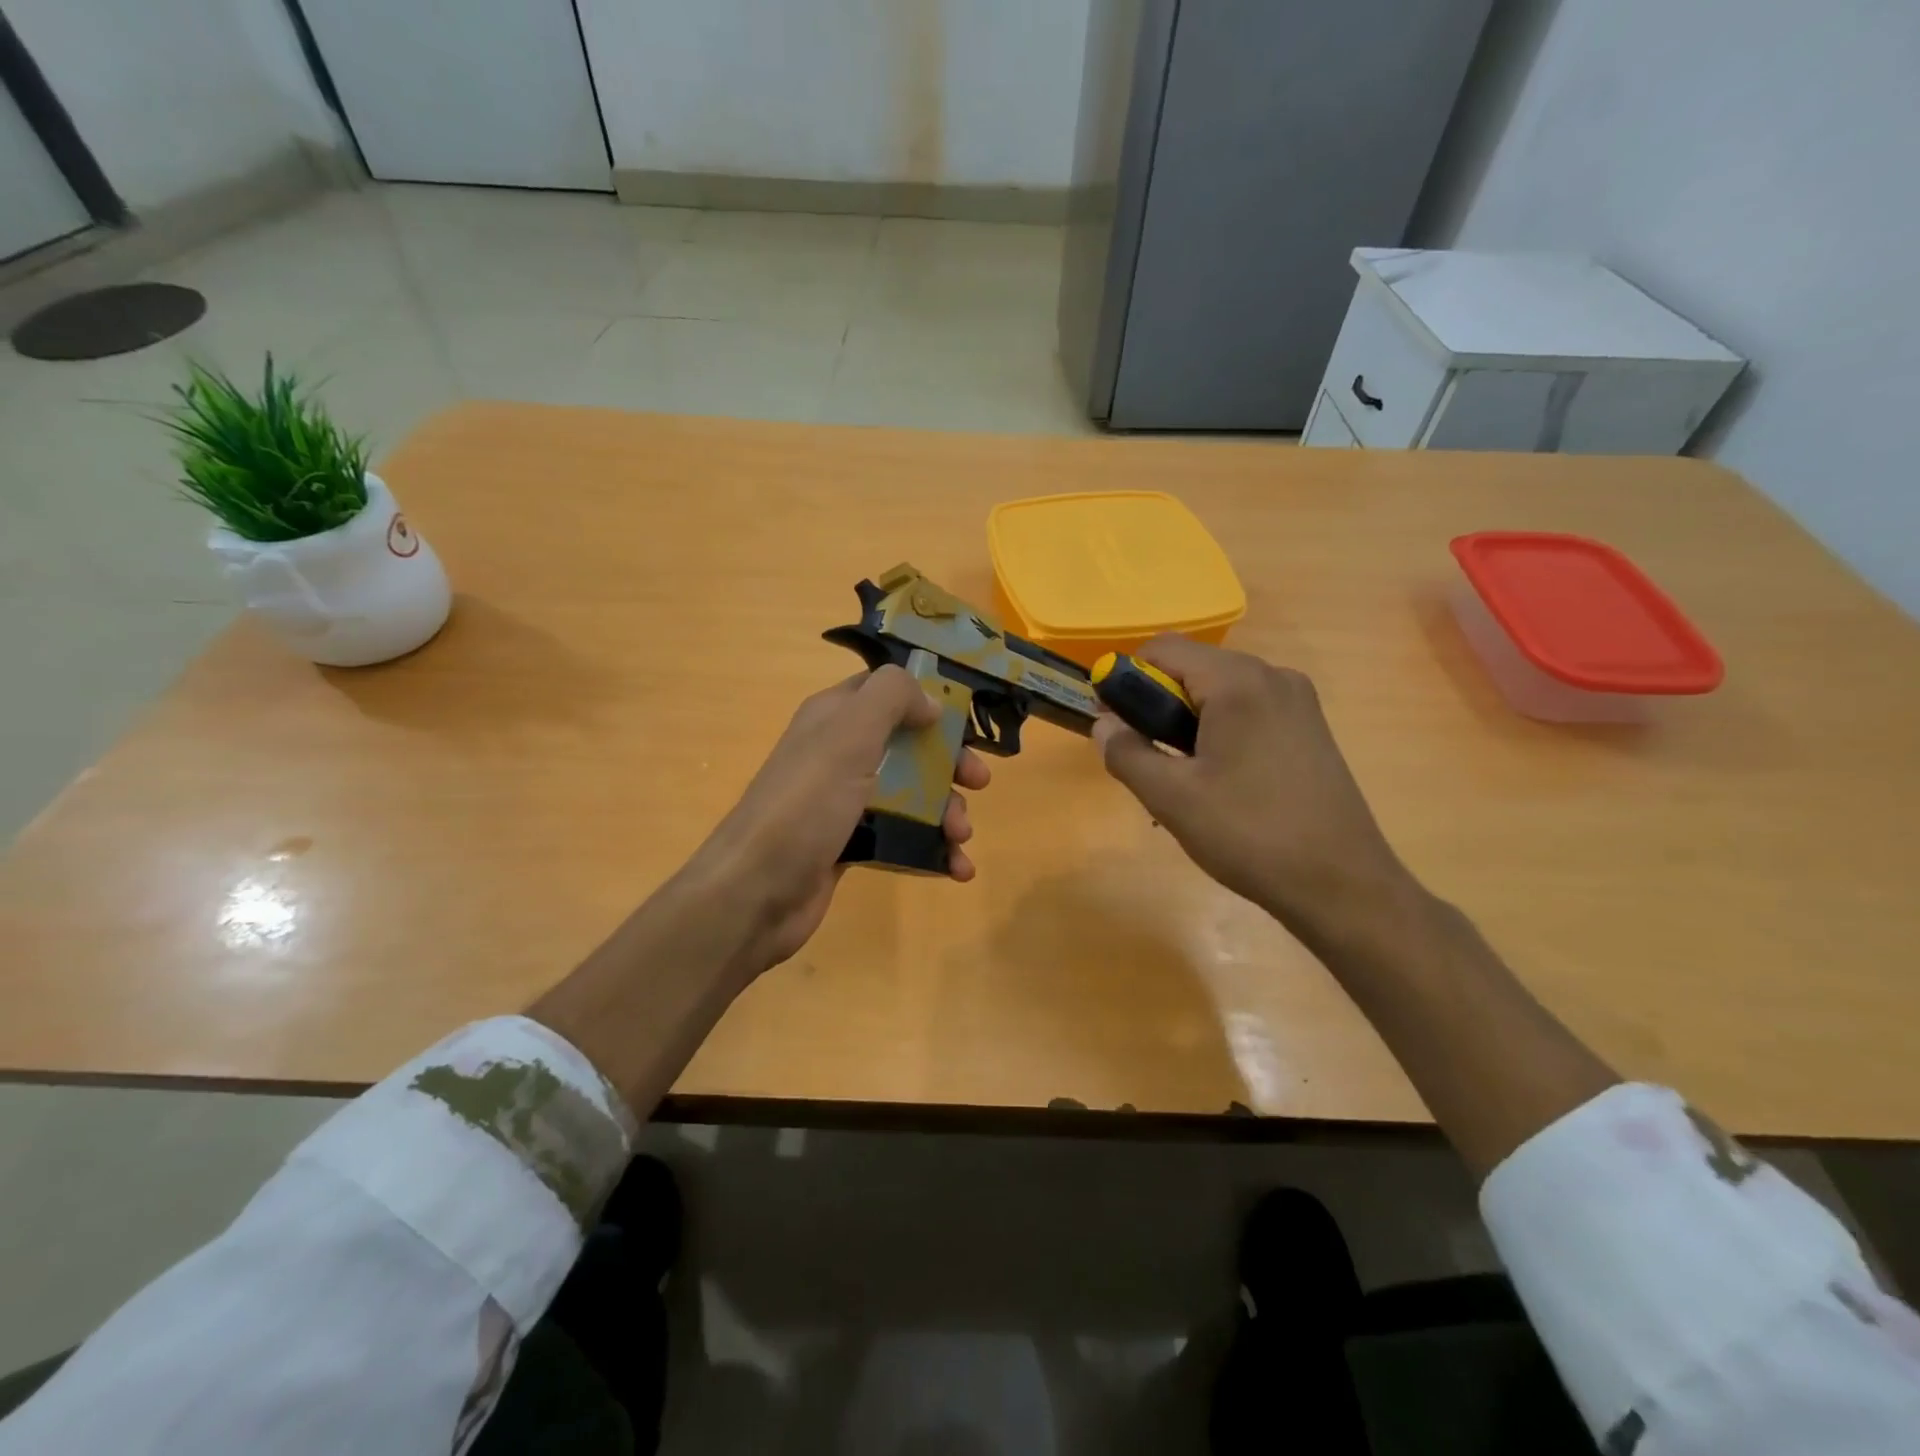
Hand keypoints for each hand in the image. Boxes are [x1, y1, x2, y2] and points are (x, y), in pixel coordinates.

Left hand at [685, 666, 989, 978]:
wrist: (753, 893)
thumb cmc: (805, 805)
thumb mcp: (849, 735)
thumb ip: (891, 698)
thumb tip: (930, 702)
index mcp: (835, 718)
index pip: (887, 691)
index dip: (928, 700)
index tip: (965, 721)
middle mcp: (839, 754)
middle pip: (909, 746)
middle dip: (949, 763)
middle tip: (979, 782)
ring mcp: (845, 802)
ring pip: (911, 795)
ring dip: (947, 812)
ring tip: (961, 838)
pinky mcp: (851, 845)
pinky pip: (902, 837)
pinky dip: (932, 850)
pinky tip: (957, 869)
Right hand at [1092, 636, 1413, 945]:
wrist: (1342, 886)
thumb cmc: (1249, 835)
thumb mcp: (1171, 797)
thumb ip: (1126, 752)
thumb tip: (1103, 724)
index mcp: (1238, 682)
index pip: (1162, 649)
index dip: (1126, 680)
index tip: (1116, 727)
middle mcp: (1273, 676)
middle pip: (1192, 668)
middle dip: (1157, 706)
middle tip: (1149, 762)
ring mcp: (1298, 702)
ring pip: (1220, 693)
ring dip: (1187, 723)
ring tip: (1185, 781)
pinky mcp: (1310, 729)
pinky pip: (1248, 712)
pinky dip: (1219, 733)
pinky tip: (1221, 783)